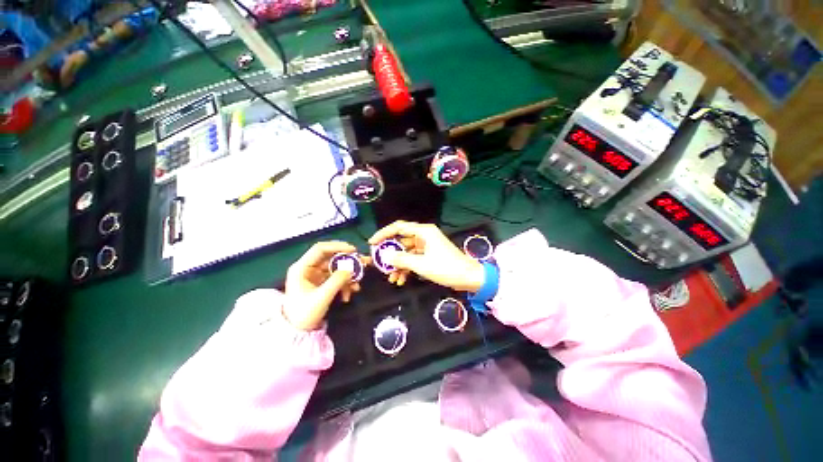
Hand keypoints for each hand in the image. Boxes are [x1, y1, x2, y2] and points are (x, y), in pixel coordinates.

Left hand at [284, 241, 364, 330]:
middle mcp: (308, 268)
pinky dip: (344, 284)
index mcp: (302, 268)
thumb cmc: (304, 314)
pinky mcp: (322, 283)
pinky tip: (348, 294)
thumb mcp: (322, 297)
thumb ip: (337, 280)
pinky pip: (336, 278)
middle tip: (363, 263)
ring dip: (348, 276)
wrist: (298, 332)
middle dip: (348, 262)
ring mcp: (316, 276)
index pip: (320, 249)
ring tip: (357, 286)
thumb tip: (352, 268)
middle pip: (331, 258)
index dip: (337, 246)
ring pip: (336, 268)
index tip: (354, 250)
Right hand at [369, 221, 484, 291]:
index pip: (398, 227)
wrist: (469, 278)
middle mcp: (424, 236)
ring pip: (406, 252)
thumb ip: (401, 259)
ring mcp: (426, 246)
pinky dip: (406, 268)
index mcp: (423, 232)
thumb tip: (385, 256)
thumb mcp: (421, 264)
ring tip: (391, 278)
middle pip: (401, 241)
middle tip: (379, 263)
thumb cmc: (446, 268)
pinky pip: (413, 259)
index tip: (372, 243)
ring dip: (398, 264)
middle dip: (390, 254)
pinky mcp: (428, 255)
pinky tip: (400, 280)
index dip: (383, 233)